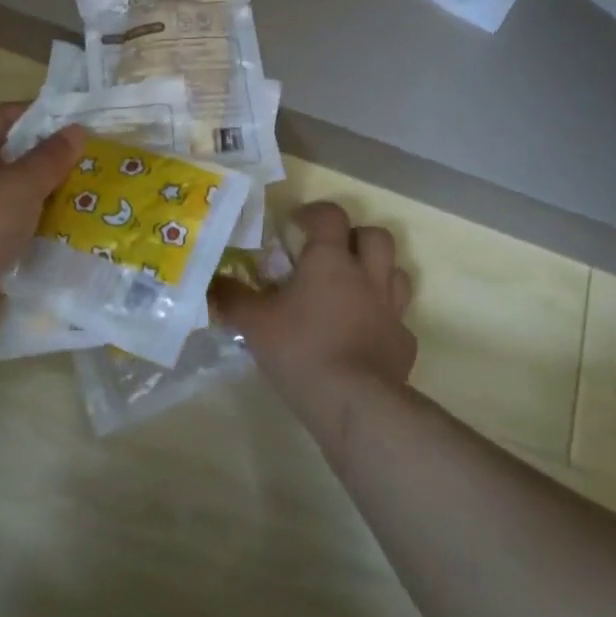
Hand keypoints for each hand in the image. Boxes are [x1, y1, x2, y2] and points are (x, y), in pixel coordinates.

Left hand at [0, 104, 83, 351]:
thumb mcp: (21, 181)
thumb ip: (51, 157)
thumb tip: (76, 130)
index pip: (2, 117)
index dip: (36, 113)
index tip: (76, 120)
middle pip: (16, 161)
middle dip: (54, 162)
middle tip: (99, 161)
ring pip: (22, 203)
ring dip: (54, 203)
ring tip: (101, 199)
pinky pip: (22, 239)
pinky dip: (47, 238)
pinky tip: (82, 238)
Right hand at [213, 200, 415, 417]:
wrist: (356, 404)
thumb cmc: (302, 351)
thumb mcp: (255, 324)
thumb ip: (232, 299)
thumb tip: (211, 283)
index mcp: (331, 260)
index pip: (331, 215)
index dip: (315, 212)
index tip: (297, 223)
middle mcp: (367, 275)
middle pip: (375, 236)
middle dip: (355, 236)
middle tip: (332, 253)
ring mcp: (391, 309)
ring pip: (396, 272)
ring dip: (378, 271)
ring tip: (353, 287)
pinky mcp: (404, 343)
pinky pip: (398, 319)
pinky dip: (383, 319)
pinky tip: (364, 335)